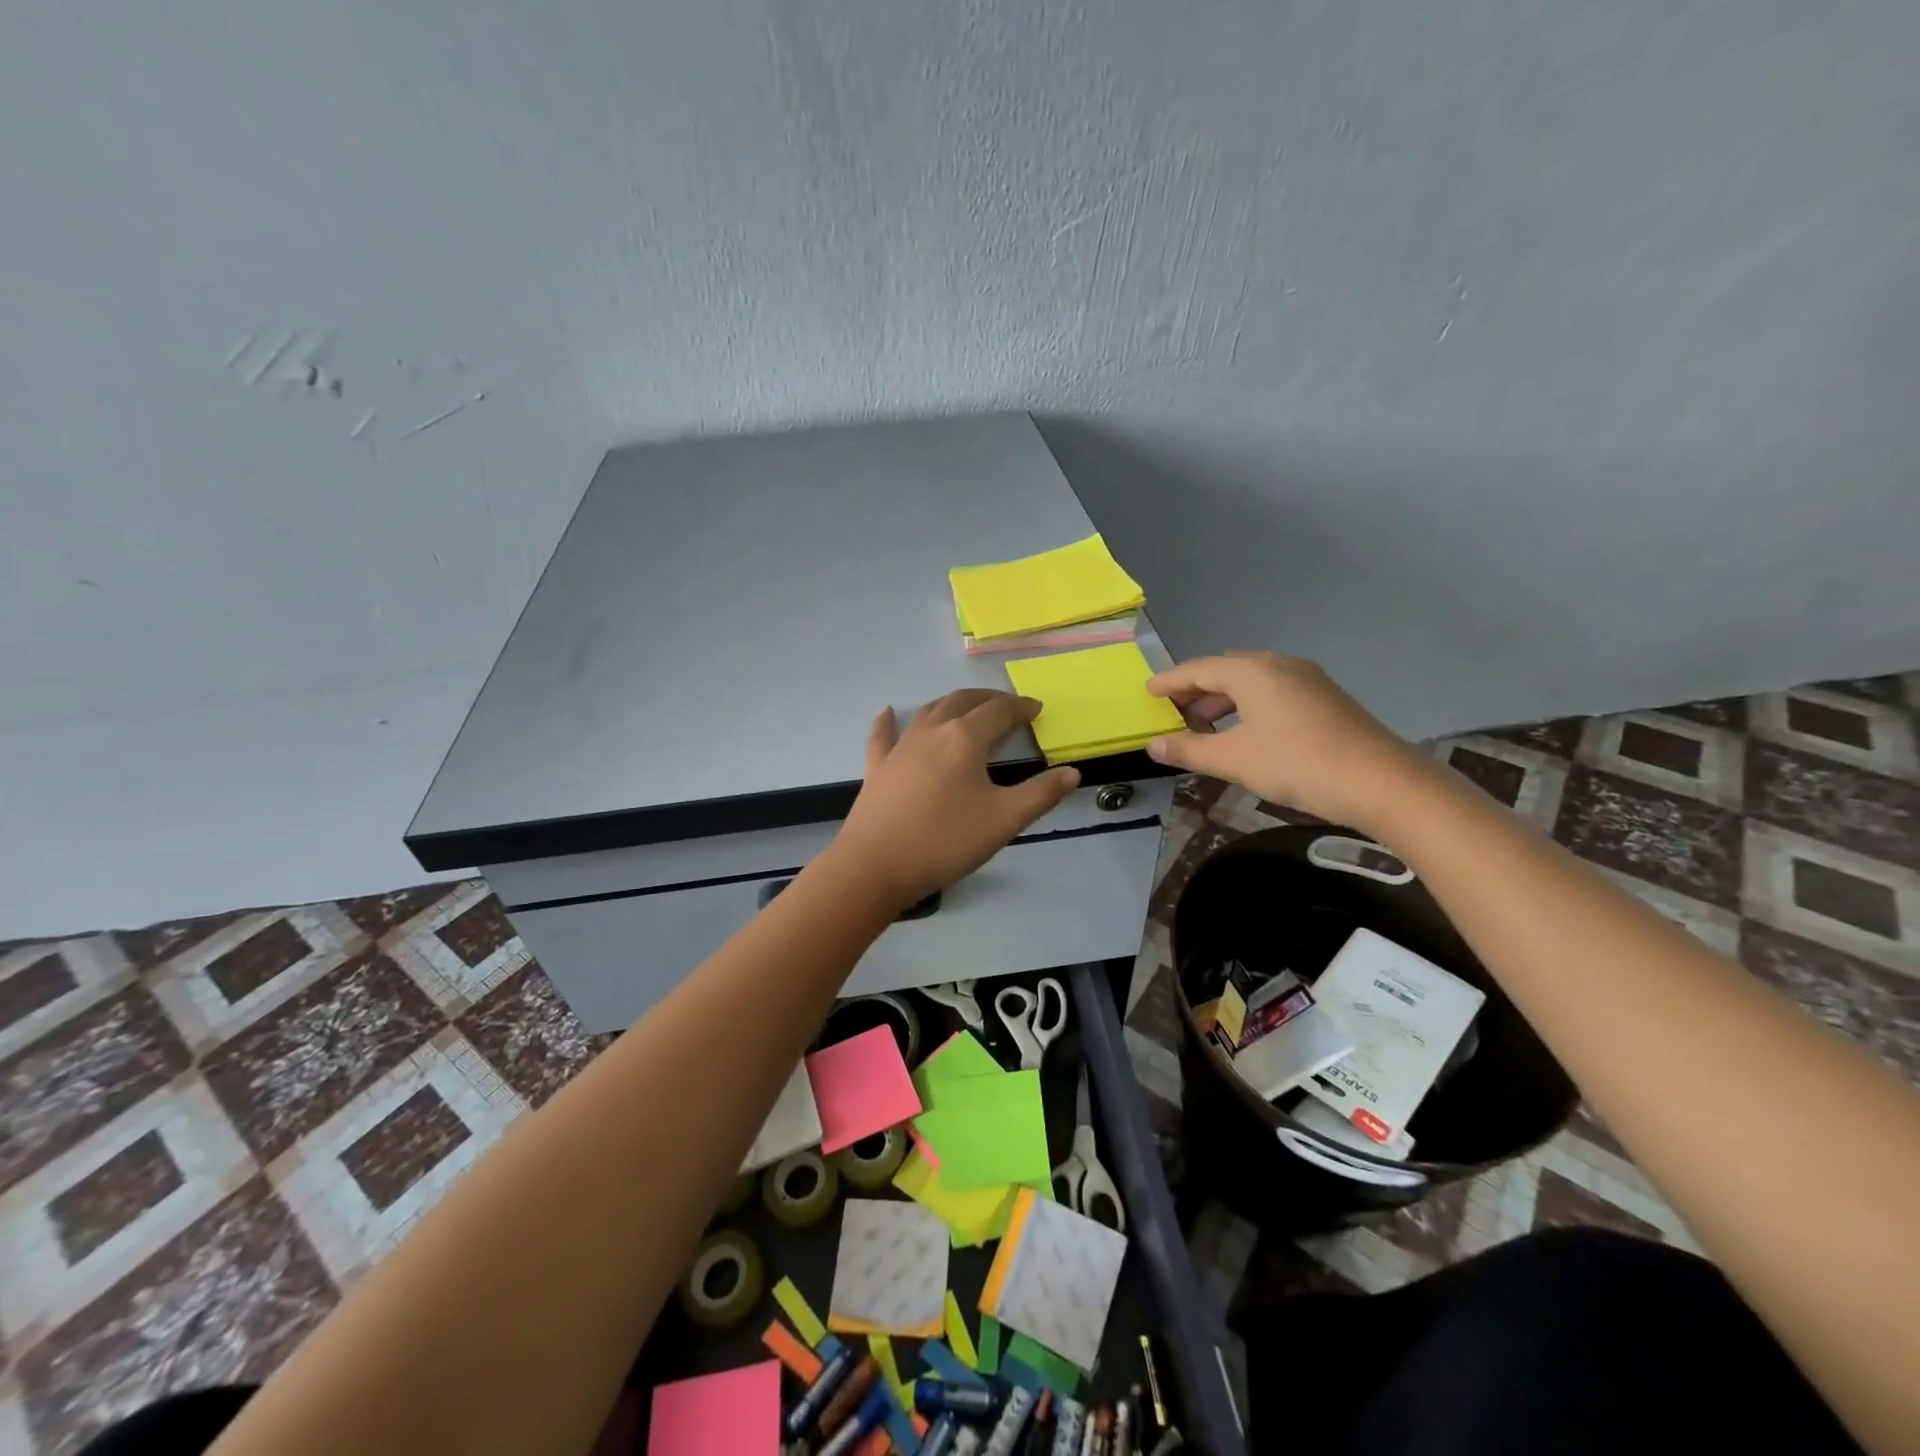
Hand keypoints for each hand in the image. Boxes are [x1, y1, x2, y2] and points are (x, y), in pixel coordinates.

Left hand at [831, 690, 1081, 906]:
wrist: (877, 865)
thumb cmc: (946, 841)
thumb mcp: (1004, 820)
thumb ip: (1041, 794)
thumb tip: (1072, 773)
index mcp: (965, 739)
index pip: (998, 712)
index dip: (1020, 707)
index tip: (1036, 708)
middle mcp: (932, 732)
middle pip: (962, 702)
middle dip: (987, 700)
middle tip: (1006, 706)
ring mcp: (900, 748)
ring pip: (927, 712)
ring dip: (950, 704)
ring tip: (964, 708)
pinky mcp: (877, 768)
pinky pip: (883, 736)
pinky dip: (887, 721)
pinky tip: (885, 712)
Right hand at [1145, 652, 1423, 832]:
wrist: (1381, 782)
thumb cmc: (1297, 763)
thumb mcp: (1233, 759)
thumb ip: (1189, 750)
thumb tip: (1153, 746)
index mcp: (1252, 671)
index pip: (1198, 669)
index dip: (1170, 681)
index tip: (1148, 691)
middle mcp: (1279, 666)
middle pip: (1226, 671)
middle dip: (1196, 690)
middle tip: (1172, 711)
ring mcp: (1307, 681)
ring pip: (1252, 683)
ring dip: (1223, 701)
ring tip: (1203, 726)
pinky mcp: (1325, 700)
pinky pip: (1273, 693)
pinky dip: (1248, 707)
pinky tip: (1245, 733)